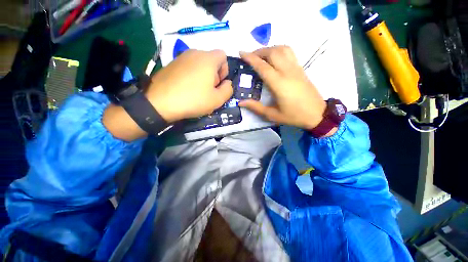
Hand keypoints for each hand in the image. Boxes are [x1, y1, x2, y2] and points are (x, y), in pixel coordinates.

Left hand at [146, 49, 232, 122]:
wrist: (160, 103)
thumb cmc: (193, 100)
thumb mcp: (218, 99)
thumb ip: (228, 90)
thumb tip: (227, 83)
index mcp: (208, 59)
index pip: (223, 56)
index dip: (224, 70)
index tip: (218, 84)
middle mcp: (194, 53)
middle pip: (211, 60)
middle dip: (214, 74)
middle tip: (208, 90)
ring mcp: (180, 57)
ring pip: (199, 64)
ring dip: (203, 76)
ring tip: (197, 91)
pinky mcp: (171, 64)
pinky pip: (188, 67)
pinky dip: (191, 76)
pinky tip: (186, 88)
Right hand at [239, 46, 326, 129]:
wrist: (317, 114)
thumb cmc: (293, 116)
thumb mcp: (272, 115)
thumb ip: (256, 107)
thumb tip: (240, 102)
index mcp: (279, 84)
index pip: (262, 66)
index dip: (250, 58)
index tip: (241, 53)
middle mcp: (287, 72)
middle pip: (272, 52)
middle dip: (259, 51)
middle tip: (250, 57)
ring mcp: (296, 68)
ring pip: (282, 49)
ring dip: (269, 49)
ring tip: (261, 56)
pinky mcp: (301, 69)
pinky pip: (289, 53)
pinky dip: (279, 50)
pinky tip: (274, 58)